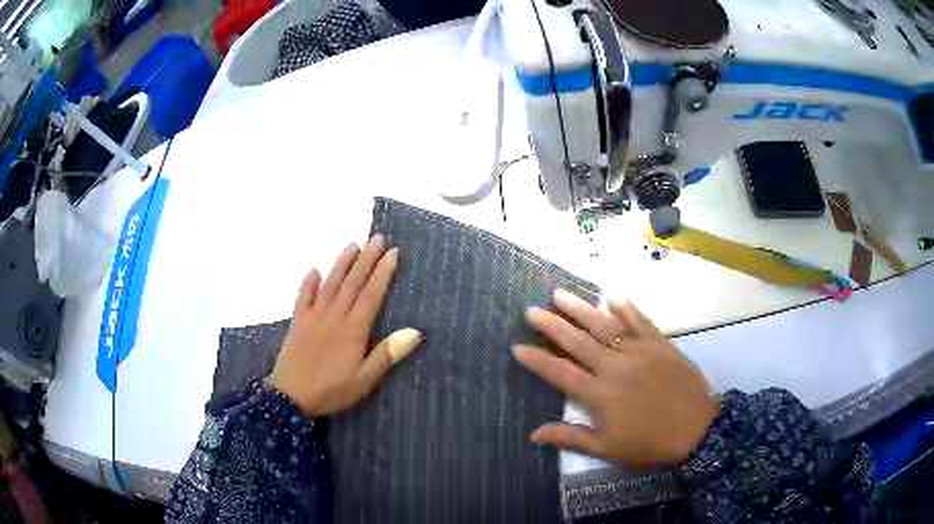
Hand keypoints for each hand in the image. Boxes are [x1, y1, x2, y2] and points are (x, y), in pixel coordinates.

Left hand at [267, 235, 421, 416]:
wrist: (290, 397)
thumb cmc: (331, 391)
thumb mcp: (365, 380)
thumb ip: (387, 355)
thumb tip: (415, 332)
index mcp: (353, 330)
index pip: (372, 295)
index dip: (383, 273)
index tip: (393, 253)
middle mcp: (334, 317)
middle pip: (353, 283)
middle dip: (367, 259)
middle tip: (377, 238)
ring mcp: (313, 317)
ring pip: (330, 284)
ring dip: (342, 263)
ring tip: (353, 244)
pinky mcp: (298, 323)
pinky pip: (303, 298)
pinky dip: (308, 283)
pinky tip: (314, 270)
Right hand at [514, 289, 720, 464]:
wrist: (695, 427)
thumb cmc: (648, 441)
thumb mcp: (606, 448)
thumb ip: (570, 438)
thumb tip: (534, 433)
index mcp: (599, 394)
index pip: (560, 373)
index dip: (537, 359)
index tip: (517, 346)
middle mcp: (614, 366)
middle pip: (578, 342)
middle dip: (552, 325)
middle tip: (532, 310)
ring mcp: (638, 351)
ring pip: (604, 325)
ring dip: (581, 309)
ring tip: (560, 294)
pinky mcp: (659, 343)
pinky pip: (640, 321)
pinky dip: (626, 307)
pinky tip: (611, 295)